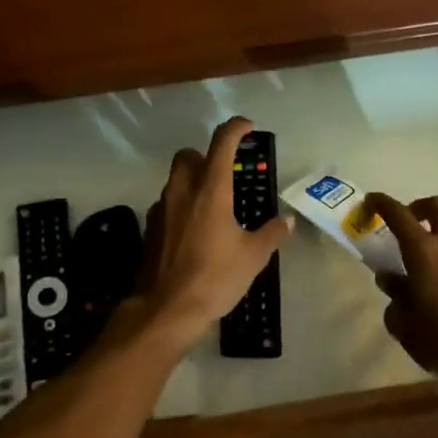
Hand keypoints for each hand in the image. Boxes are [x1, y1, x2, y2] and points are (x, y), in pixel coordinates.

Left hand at [135, 117, 291, 344]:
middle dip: (206, 156)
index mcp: (210, 190)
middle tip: (225, 173)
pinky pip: (167, 205)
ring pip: (175, 180)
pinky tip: (194, 231)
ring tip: (214, 207)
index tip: (249, 127)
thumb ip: (271, 233)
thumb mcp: (253, 257)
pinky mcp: (150, 230)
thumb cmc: (214, 277)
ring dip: (192, 182)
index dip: (236, 128)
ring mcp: (161, 210)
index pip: (222, 143)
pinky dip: (181, 207)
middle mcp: (182, 191)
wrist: (166, 311)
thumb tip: (287, 221)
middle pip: (188, 155)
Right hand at [368, 194, 437, 382]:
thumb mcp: (404, 323)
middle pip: (436, 207)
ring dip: (435, 232)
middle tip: (404, 224)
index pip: (399, 214)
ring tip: (420, 261)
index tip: (369, 202)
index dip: (381, 203)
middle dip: (417, 208)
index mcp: (424, 250)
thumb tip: (391, 279)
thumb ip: (394, 295)